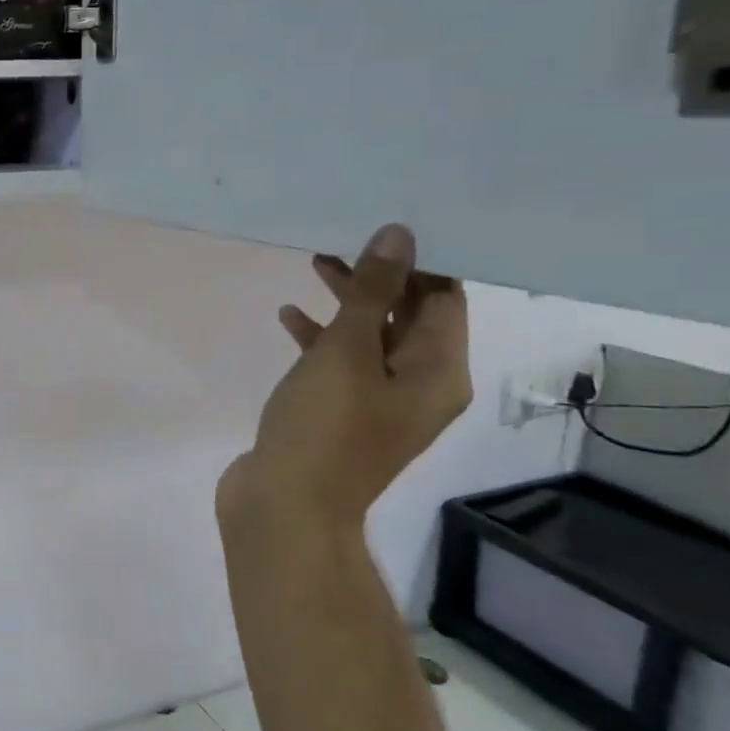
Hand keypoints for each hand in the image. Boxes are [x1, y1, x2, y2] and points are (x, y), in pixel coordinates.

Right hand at [216, 224, 471, 545]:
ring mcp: (378, 403)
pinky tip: (288, 317)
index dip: (420, 260)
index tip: (384, 224)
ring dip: (346, 302)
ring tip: (314, 262)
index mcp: (438, 373)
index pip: (444, 299)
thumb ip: (372, 293)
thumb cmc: (324, 427)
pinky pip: (340, 363)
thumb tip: (399, 236)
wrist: (285, 506)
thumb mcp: (347, 352)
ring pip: (370, 337)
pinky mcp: (341, 413)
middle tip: (341, 237)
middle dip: (377, 276)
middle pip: (407, 315)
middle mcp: (418, 386)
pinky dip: (320, 337)